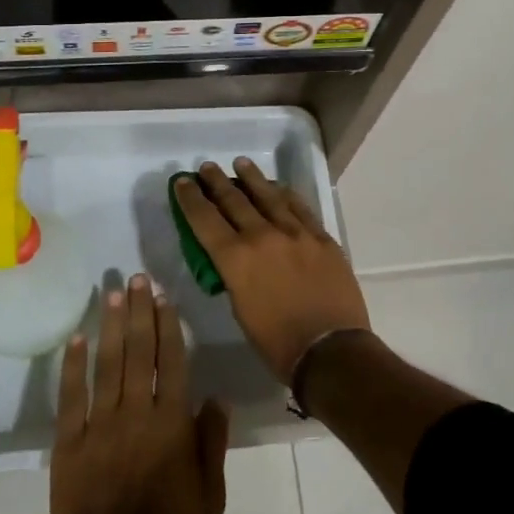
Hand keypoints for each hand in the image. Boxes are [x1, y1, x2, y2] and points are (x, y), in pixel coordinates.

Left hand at [51, 274, 228, 513]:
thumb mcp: (210, 500)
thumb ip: (212, 444)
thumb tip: (216, 397)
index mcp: (171, 425)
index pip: (172, 361)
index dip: (168, 325)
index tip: (164, 296)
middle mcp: (136, 414)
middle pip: (139, 352)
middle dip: (139, 311)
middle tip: (138, 277)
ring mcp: (98, 428)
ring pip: (107, 364)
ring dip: (110, 325)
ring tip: (113, 292)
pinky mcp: (68, 446)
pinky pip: (71, 397)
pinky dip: (73, 366)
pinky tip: (76, 340)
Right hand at [172, 158, 371, 384]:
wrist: (331, 350)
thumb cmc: (278, 343)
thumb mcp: (241, 311)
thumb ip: (235, 277)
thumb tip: (236, 260)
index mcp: (236, 259)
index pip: (205, 220)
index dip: (190, 199)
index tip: (182, 182)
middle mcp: (262, 236)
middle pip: (234, 200)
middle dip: (216, 182)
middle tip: (207, 167)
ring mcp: (295, 232)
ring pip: (268, 195)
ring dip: (251, 178)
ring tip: (240, 163)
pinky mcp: (320, 237)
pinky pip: (299, 206)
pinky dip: (285, 194)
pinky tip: (278, 187)